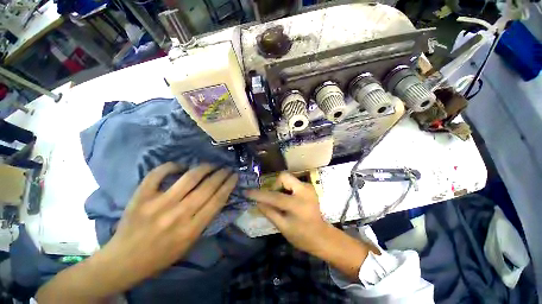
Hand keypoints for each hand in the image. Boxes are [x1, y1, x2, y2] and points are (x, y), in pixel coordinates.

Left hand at [36, 163, 237, 302]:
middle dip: (221, 174)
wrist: (125, 260)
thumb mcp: (190, 243)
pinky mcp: (140, 197)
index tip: (234, 175)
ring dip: (204, 168)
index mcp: (191, 229)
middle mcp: (177, 215)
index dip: (228, 185)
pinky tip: (180, 166)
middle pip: (207, 187)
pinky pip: (158, 174)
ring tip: (211, 164)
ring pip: (188, 178)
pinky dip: (171, 166)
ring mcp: (157, 204)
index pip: (217, 200)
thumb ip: (205, 219)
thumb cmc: (162, 254)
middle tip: (226, 167)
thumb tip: (218, 196)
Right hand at [244, 172, 331, 254]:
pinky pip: (293, 182)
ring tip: (281, 201)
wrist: (322, 235)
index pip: (274, 196)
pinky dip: (287, 188)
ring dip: (281, 187)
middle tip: (273, 198)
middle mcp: (304, 191)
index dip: (259, 194)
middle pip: (283, 176)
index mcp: (297, 204)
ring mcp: (308, 187)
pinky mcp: (309, 187)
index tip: (247, 192)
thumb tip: (257, 202)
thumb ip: (269, 212)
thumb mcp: (283, 227)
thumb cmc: (302, 236)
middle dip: (275, 185)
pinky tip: (289, 199)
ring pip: (288, 178)